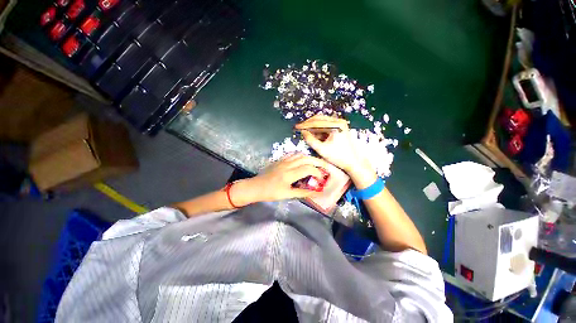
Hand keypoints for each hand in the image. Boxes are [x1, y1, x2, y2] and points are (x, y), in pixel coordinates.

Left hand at [231, 154, 329, 204]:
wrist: (256, 186)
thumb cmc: (271, 193)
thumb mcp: (287, 194)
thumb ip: (303, 192)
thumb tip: (316, 192)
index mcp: (289, 174)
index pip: (308, 169)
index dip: (317, 172)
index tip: (321, 178)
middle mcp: (287, 165)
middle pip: (306, 158)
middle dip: (317, 162)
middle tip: (324, 167)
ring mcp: (283, 161)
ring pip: (300, 155)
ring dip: (309, 158)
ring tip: (315, 164)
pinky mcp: (279, 160)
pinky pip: (292, 154)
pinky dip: (300, 156)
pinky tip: (302, 161)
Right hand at [295, 115, 376, 188]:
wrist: (352, 162)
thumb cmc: (338, 157)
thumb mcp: (322, 150)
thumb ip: (311, 140)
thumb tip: (303, 132)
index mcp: (336, 126)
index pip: (317, 122)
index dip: (305, 124)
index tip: (297, 127)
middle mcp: (339, 121)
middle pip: (320, 119)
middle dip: (308, 124)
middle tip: (299, 128)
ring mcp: (340, 124)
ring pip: (322, 122)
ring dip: (313, 127)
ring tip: (305, 132)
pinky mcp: (339, 128)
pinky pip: (325, 126)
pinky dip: (318, 130)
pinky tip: (313, 135)